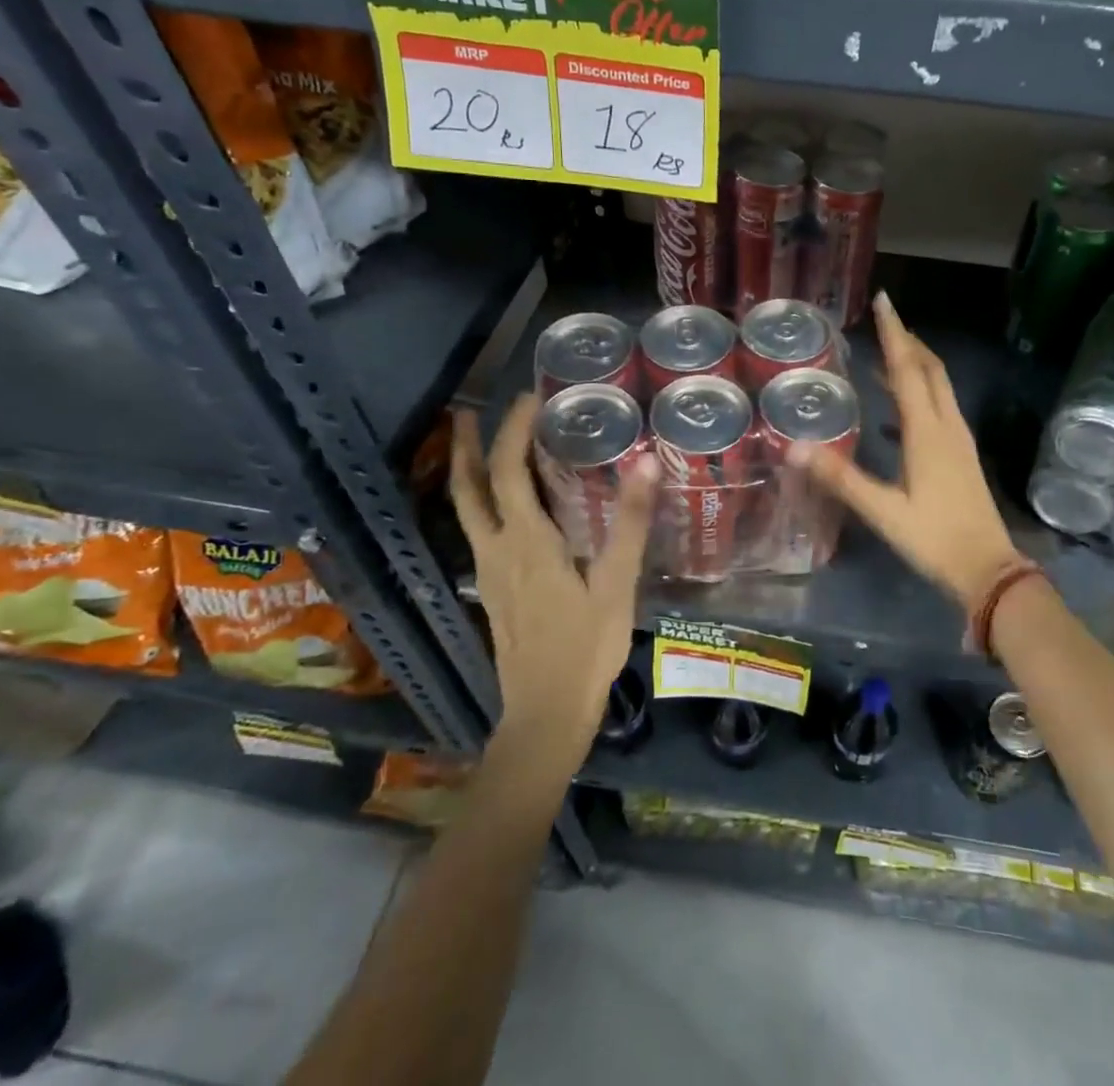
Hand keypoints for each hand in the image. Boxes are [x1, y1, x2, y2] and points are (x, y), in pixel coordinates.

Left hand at [451, 396, 659, 755]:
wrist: (545, 715)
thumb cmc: (586, 649)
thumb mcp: (617, 585)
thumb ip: (630, 523)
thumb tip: (646, 462)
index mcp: (527, 542)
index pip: (509, 472)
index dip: (514, 430)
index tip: (530, 397)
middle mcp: (497, 550)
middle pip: (470, 488)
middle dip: (467, 446)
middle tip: (470, 410)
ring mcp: (489, 572)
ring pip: (467, 510)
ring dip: (468, 471)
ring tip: (475, 443)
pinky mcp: (493, 590)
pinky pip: (480, 530)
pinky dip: (483, 501)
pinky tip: (505, 504)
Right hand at [789, 292, 1023, 613]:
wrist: (987, 569)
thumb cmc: (934, 538)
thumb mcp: (883, 511)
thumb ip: (841, 478)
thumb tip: (796, 448)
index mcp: (928, 431)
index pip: (909, 369)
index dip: (894, 333)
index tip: (884, 300)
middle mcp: (947, 425)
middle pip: (930, 369)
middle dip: (908, 340)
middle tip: (884, 320)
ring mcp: (958, 439)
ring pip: (939, 386)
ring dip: (916, 363)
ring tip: (888, 353)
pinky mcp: (961, 454)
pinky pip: (939, 407)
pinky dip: (920, 391)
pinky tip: (898, 408)